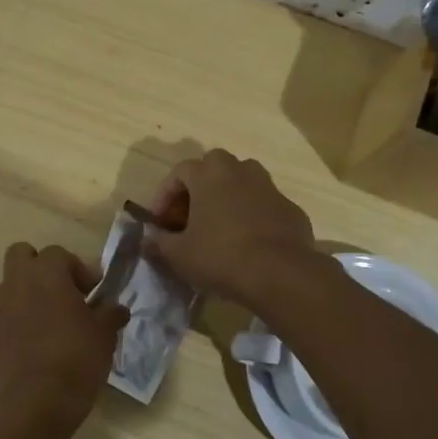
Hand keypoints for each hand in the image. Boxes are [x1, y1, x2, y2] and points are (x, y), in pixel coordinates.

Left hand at [0, 243, 127, 430]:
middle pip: (21, 255)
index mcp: (48, 272)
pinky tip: (11, 339)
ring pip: (5, 287)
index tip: (91, 294)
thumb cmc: (77, 359)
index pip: (60, 254)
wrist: (36, 401)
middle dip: (38, 268)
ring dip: (21, 297)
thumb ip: (110, 314)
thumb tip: (116, 308)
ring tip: (39, 325)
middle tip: (59, 295)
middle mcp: (16, 281)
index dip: (77, 270)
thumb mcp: (105, 335)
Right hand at [143, 150, 321, 307]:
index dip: (165, 194)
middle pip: (214, 165)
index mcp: (209, 175)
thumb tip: (147, 241)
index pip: (180, 171)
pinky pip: (264, 204)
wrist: (280, 273)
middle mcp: (240, 171)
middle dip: (199, 185)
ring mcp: (269, 187)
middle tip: (190, 214)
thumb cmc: (221, 256)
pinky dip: (252, 214)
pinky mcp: (290, 208)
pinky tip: (247, 240)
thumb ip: (159, 243)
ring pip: (243, 180)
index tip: (160, 221)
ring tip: (219, 223)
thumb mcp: (179, 255)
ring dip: (228, 195)